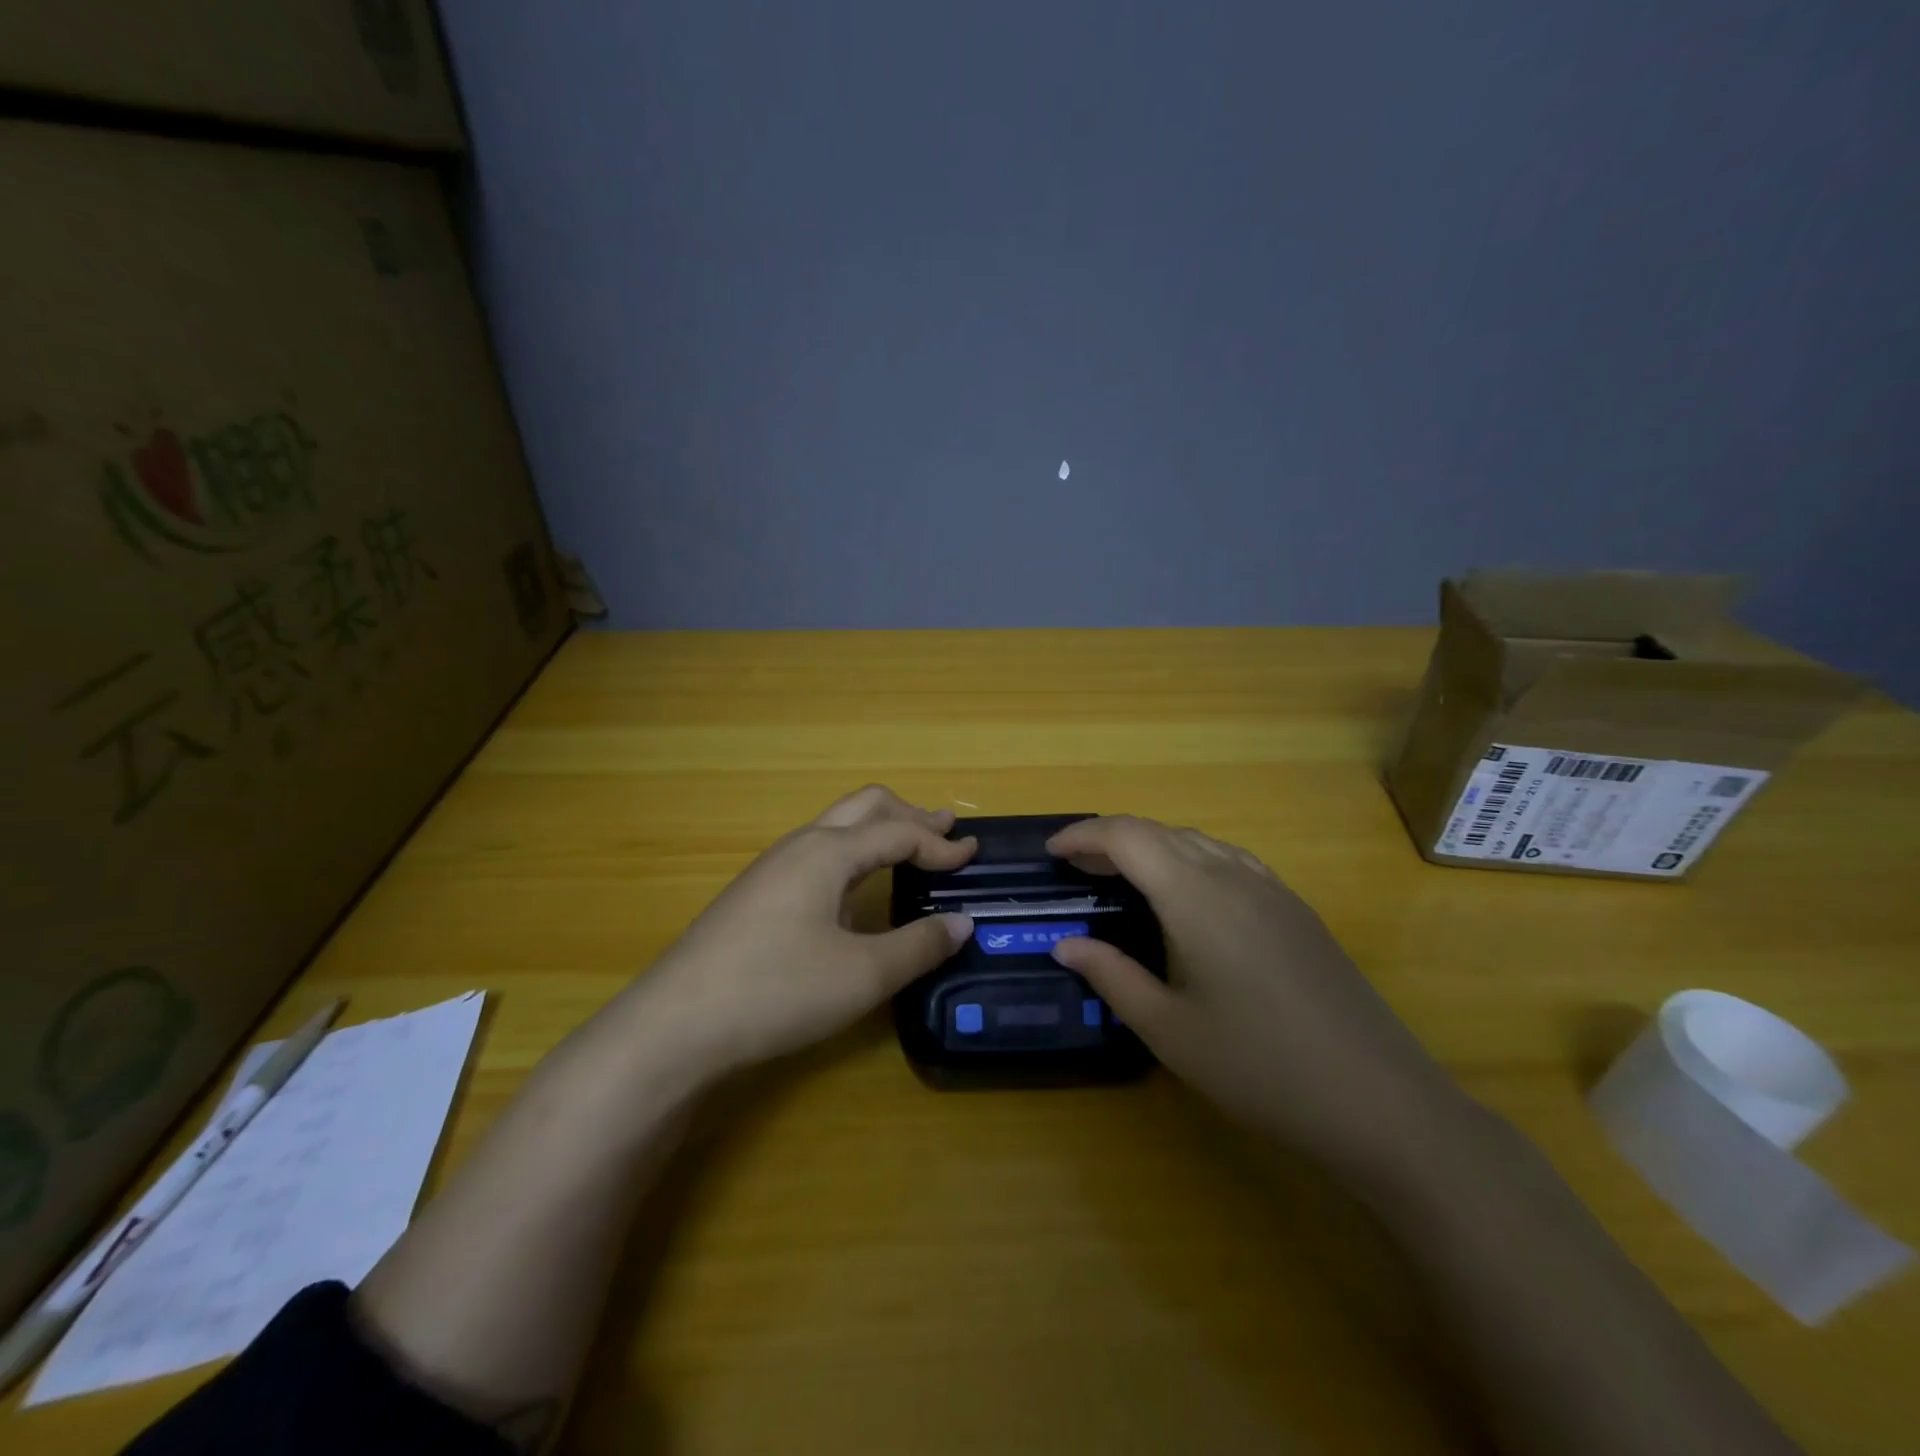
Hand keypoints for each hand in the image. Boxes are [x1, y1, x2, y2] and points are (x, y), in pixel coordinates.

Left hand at [640, 785, 977, 1076]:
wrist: (674, 1026)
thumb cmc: (777, 991)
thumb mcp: (862, 975)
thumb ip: (918, 945)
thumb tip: (961, 922)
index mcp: (827, 852)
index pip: (899, 832)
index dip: (941, 844)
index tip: (974, 856)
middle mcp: (800, 847)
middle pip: (864, 807)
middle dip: (909, 815)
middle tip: (944, 832)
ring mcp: (771, 870)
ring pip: (837, 829)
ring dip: (879, 833)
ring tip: (908, 851)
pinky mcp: (755, 896)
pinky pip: (817, 855)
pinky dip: (854, 855)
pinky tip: (856, 891)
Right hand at [1046, 816, 1465, 1176]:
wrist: (1381, 1101)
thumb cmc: (1260, 1067)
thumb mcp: (1169, 1030)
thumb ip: (1112, 976)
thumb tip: (1066, 944)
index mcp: (1196, 895)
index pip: (1128, 836)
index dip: (1084, 835)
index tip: (1051, 853)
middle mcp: (1233, 875)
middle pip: (1161, 832)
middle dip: (1112, 840)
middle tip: (1077, 869)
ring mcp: (1272, 889)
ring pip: (1197, 842)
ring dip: (1152, 847)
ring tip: (1122, 878)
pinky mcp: (1296, 910)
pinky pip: (1229, 860)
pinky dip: (1189, 860)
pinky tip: (1186, 898)